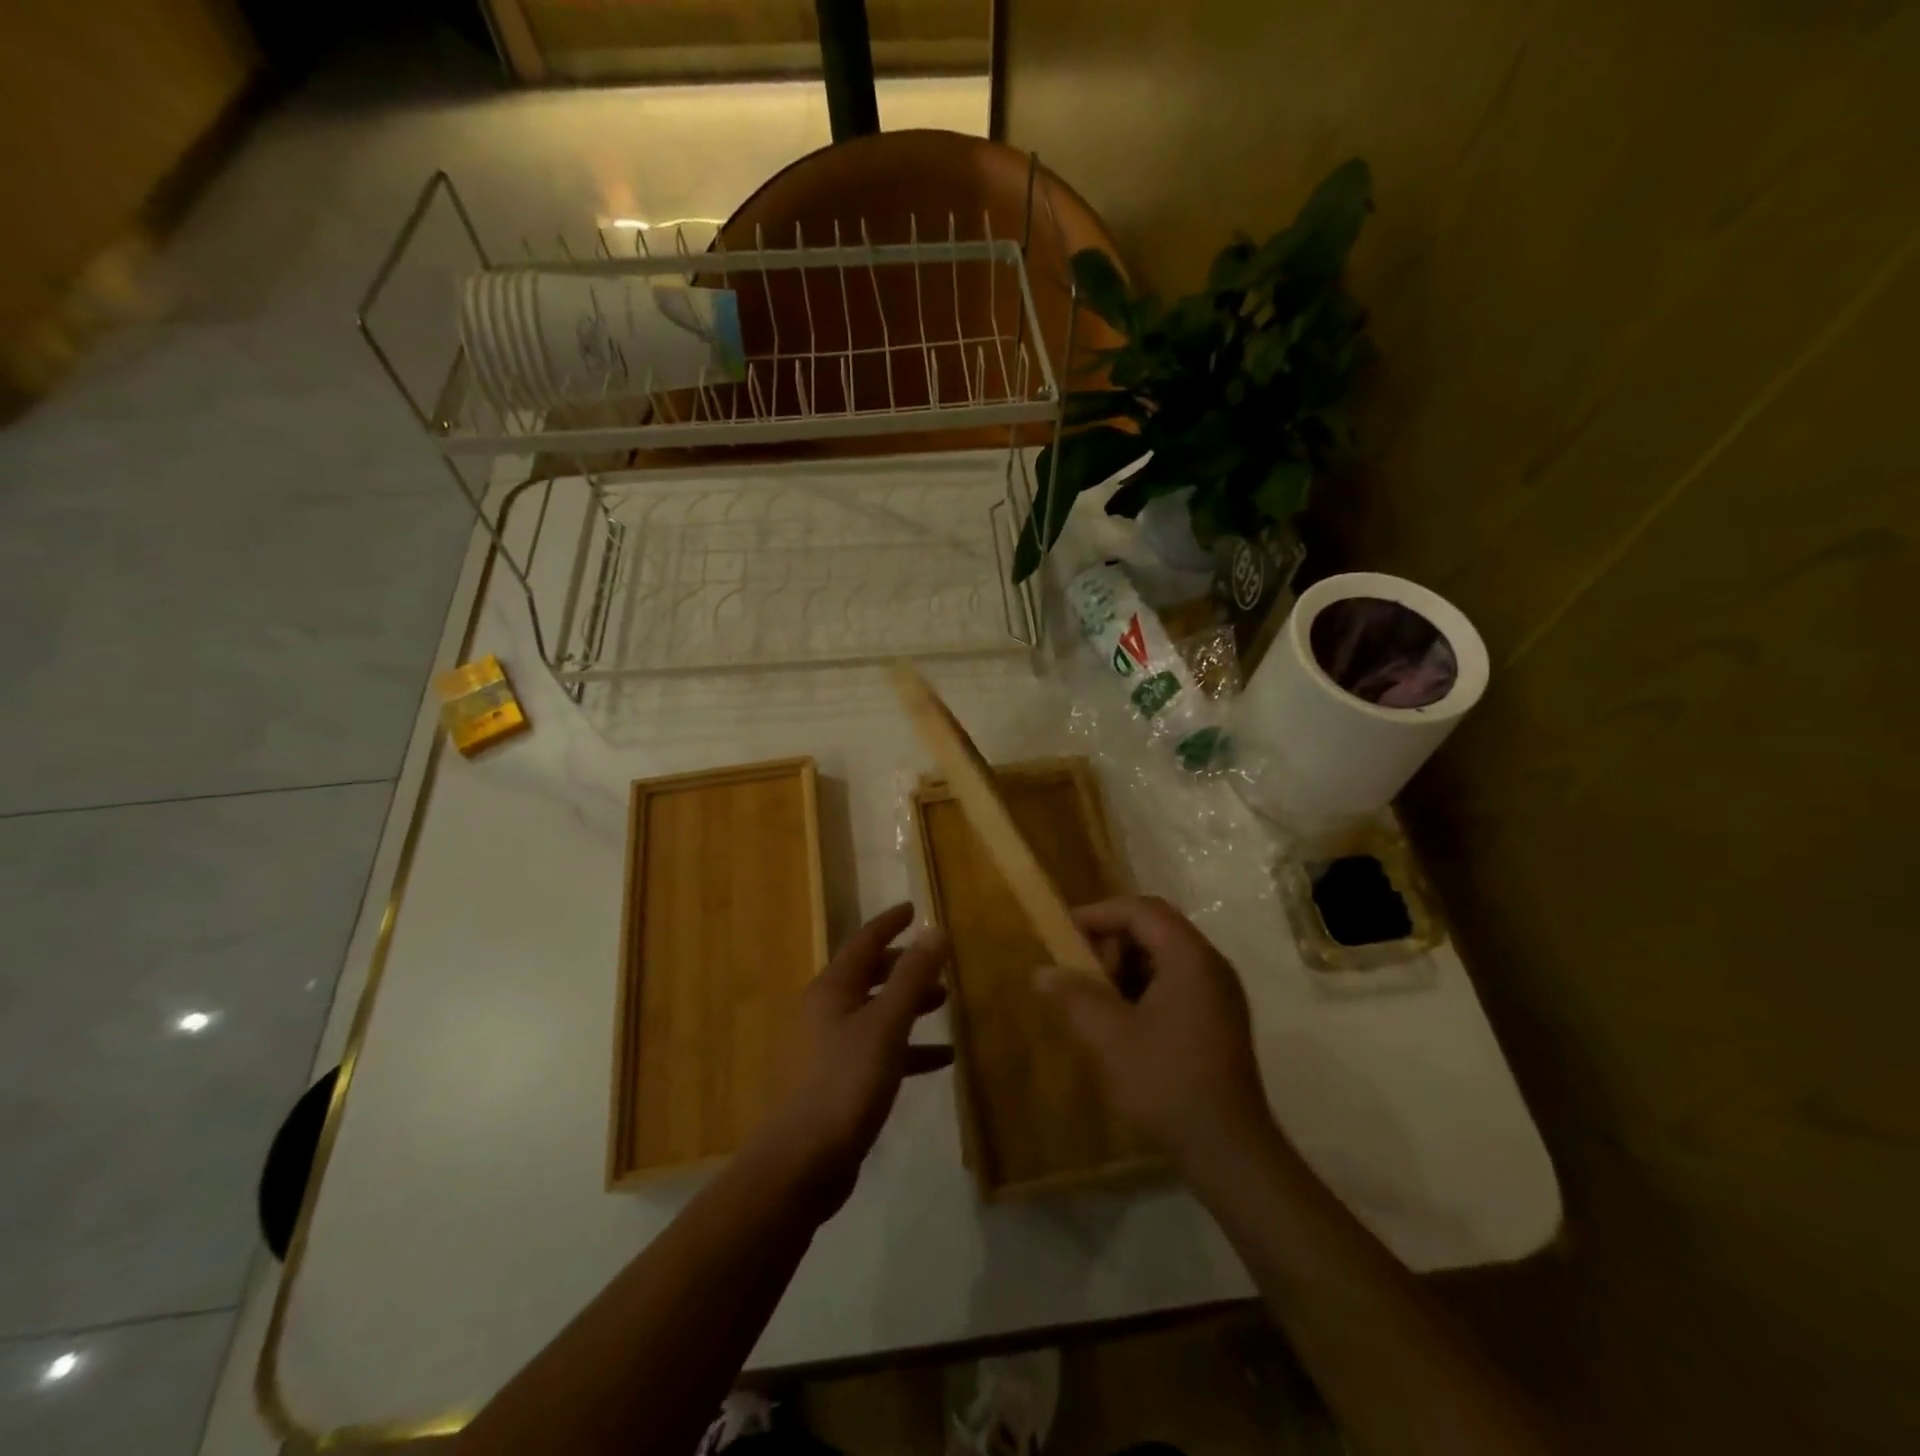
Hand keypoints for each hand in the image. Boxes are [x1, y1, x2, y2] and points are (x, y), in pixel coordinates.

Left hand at [757, 904, 951, 1213]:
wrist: (802, 1163)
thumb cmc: (845, 1082)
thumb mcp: (886, 1025)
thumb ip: (912, 976)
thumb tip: (934, 928)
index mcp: (832, 989)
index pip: (864, 942)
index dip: (889, 923)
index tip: (912, 909)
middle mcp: (827, 1010)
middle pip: (869, 975)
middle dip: (903, 965)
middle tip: (936, 962)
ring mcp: (830, 1046)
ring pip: (876, 1011)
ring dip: (908, 1004)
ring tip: (945, 1002)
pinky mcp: (838, 1080)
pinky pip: (879, 1049)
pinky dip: (908, 1046)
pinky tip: (941, 1058)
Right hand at [1037, 896, 1273, 1178]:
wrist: (1228, 1150)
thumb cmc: (1167, 1083)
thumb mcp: (1110, 1037)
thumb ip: (1074, 996)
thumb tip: (1041, 972)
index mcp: (1190, 958)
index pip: (1141, 910)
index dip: (1099, 913)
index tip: (1064, 933)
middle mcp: (1211, 965)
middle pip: (1155, 927)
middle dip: (1112, 940)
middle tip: (1081, 969)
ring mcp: (1219, 992)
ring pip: (1165, 954)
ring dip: (1126, 964)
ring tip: (1097, 997)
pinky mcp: (1219, 1018)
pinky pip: (1176, 980)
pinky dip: (1144, 985)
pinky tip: (1123, 1019)